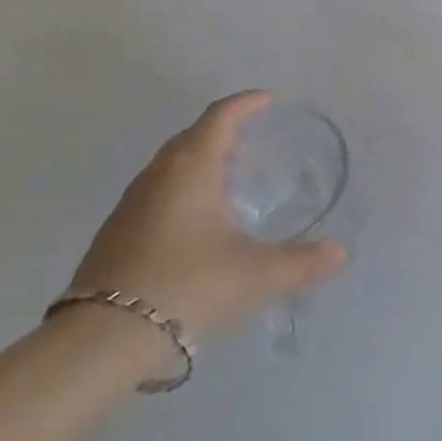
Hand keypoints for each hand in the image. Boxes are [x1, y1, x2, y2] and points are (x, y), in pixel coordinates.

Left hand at [64, 91, 346, 348]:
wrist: (100, 341)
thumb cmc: (186, 285)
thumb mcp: (254, 274)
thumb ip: (301, 262)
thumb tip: (340, 252)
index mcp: (191, 167)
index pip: (220, 116)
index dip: (245, 103)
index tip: (267, 99)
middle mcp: (158, 174)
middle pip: (192, 136)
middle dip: (223, 131)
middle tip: (251, 140)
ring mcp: (130, 204)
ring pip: (170, 165)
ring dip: (199, 160)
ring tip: (226, 179)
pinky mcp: (114, 234)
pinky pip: (155, 192)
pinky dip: (180, 189)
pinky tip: (193, 222)